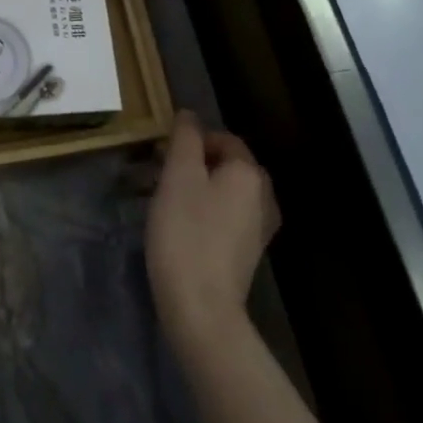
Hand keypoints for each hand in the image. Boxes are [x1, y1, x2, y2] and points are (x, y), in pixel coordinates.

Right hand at [146, 111, 280, 351]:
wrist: (201, 308)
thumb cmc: (185, 234)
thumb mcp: (178, 176)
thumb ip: (185, 139)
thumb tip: (189, 115)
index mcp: (249, 172)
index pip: (222, 137)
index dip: (190, 140)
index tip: (160, 155)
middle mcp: (263, 195)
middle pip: (225, 164)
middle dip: (192, 163)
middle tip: (159, 176)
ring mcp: (259, 227)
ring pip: (224, 191)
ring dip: (196, 188)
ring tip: (164, 201)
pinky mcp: (248, 252)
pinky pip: (226, 216)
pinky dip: (204, 212)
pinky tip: (181, 228)